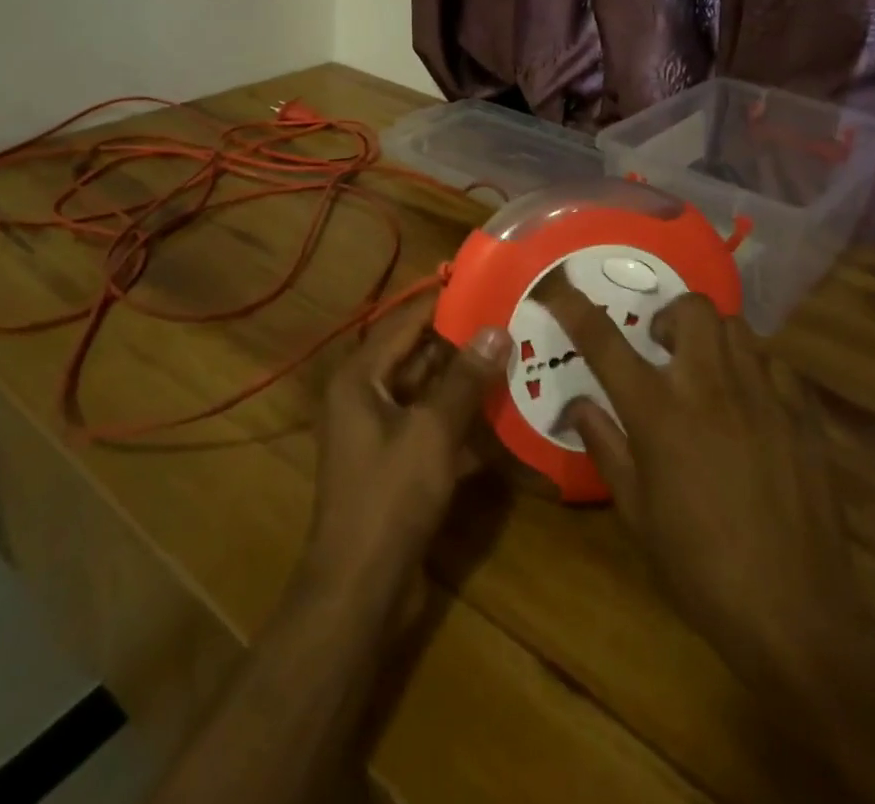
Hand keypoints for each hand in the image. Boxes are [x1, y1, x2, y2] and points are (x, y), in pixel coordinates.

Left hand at [299, 305, 510, 619]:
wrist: (359, 591)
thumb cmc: (389, 498)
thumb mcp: (433, 432)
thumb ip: (465, 380)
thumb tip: (496, 329)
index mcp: (361, 378)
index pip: (405, 323)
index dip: (443, 302)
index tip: (484, 283)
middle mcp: (366, 397)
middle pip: (418, 357)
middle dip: (462, 343)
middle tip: (511, 321)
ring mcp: (381, 433)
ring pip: (429, 394)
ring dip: (467, 383)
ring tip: (516, 358)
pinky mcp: (397, 464)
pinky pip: (433, 428)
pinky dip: (462, 421)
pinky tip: (504, 415)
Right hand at [537, 270, 856, 676]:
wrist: (796, 616)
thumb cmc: (700, 566)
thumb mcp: (636, 513)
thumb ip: (605, 446)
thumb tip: (578, 405)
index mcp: (658, 412)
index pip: (604, 341)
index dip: (574, 307)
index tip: (557, 287)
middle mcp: (709, 387)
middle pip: (691, 308)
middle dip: (670, 314)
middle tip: (661, 346)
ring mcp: (762, 396)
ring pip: (737, 327)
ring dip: (712, 337)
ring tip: (706, 370)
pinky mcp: (802, 416)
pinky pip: (777, 364)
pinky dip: (756, 368)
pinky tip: (751, 400)